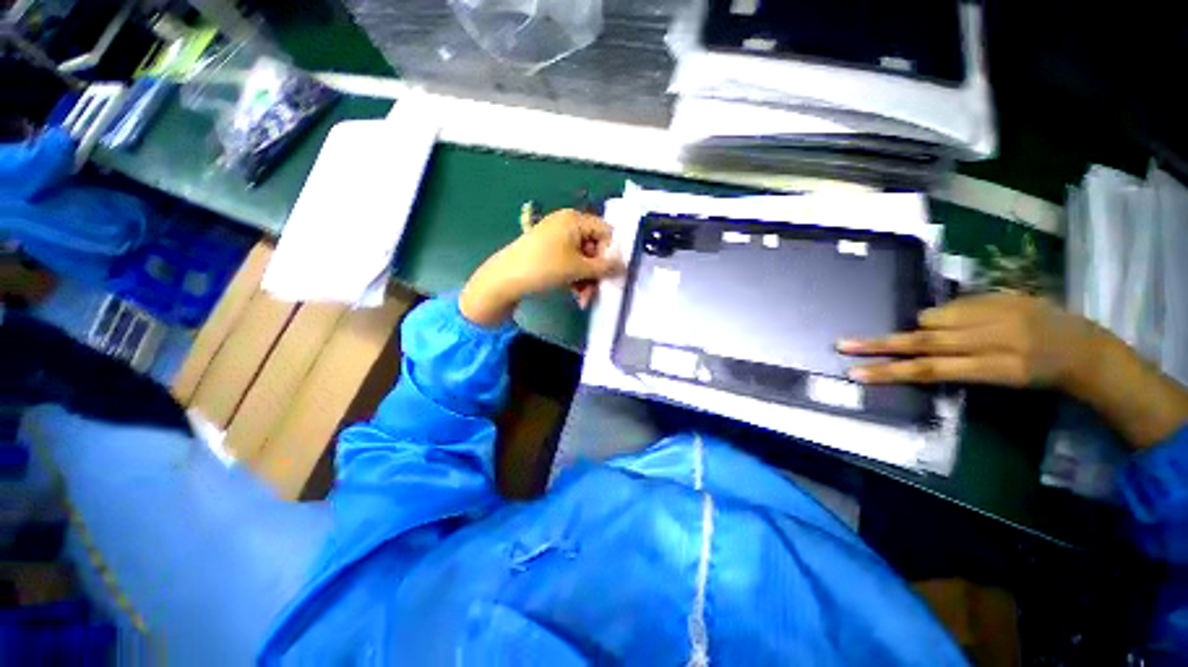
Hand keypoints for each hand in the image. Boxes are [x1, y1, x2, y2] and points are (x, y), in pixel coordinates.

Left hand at [460, 209, 623, 325]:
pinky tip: (574, 294)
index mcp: (575, 219)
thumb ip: (604, 267)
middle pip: (594, 247)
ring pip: (582, 258)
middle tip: (595, 292)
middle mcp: (566, 223)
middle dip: (596, 273)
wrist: (505, 279)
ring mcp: (556, 236)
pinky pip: (569, 261)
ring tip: (582, 299)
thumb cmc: (544, 267)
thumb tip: (623, 266)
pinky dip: (574, 277)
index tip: (609, 274)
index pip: (606, 232)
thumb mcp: (578, 268)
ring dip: (586, 279)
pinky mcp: (548, 250)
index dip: (610, 253)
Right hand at [838, 293, 1101, 389]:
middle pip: (924, 341)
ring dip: (924, 326)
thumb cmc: (1042, 377)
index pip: (932, 370)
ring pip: (934, 317)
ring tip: (935, 332)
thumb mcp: (1005, 384)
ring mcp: (997, 310)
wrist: (1084, 347)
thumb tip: (919, 351)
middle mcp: (994, 337)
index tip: (858, 373)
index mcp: (997, 368)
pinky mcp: (1001, 294)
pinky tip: (960, 320)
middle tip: (844, 344)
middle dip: (881, 344)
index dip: (892, 372)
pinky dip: (946, 314)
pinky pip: (955, 303)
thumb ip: (958, 366)